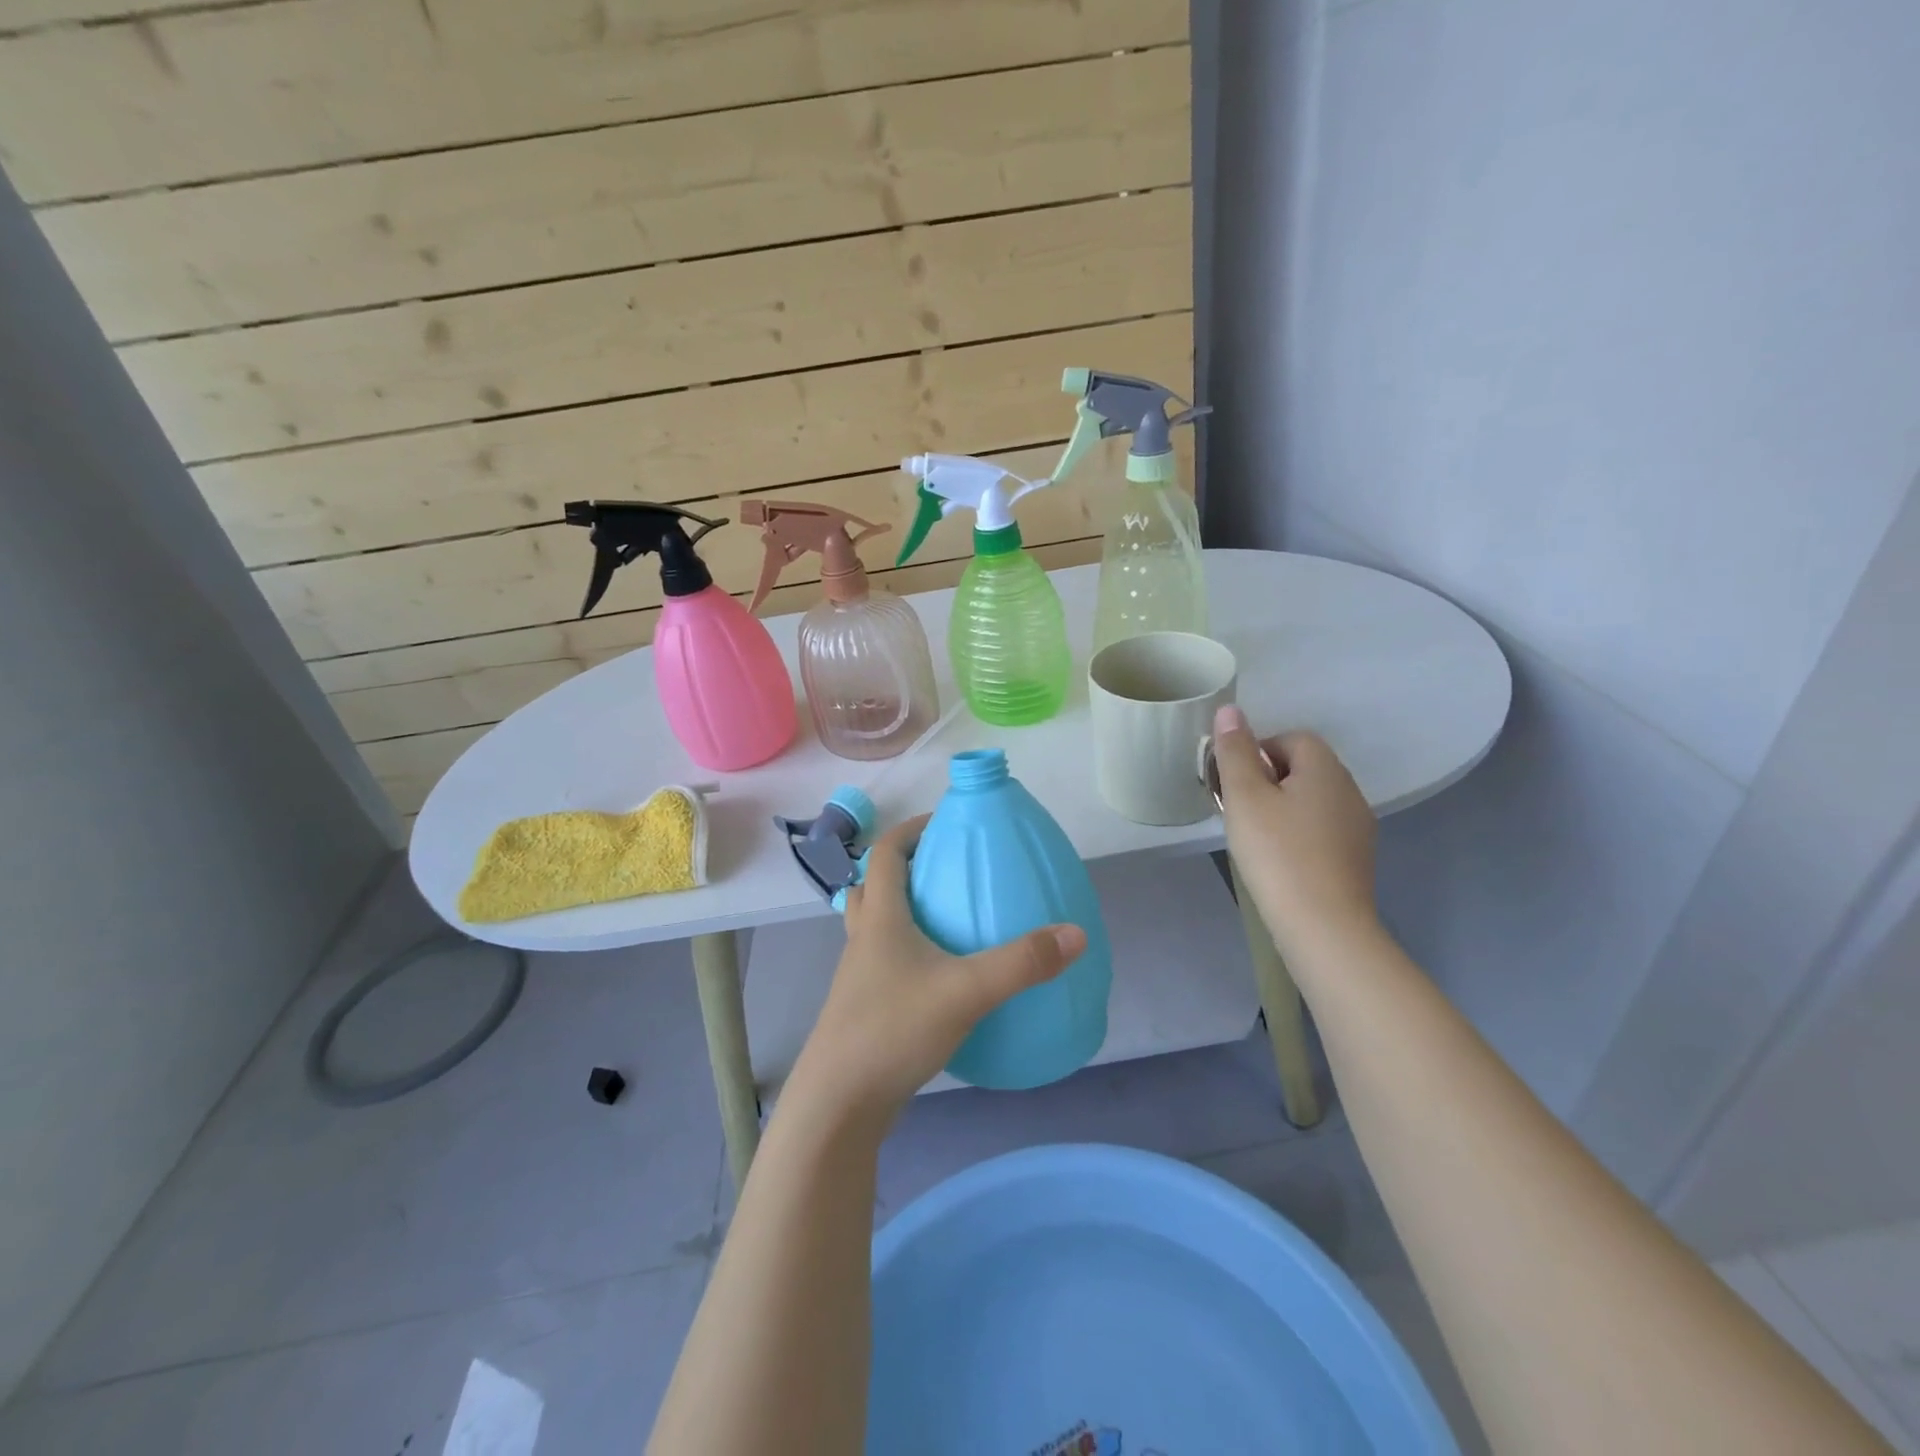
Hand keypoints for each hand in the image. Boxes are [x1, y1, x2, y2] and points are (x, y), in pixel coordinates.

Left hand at [784, 814, 1087, 1125]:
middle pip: (875, 885)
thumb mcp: (966, 991)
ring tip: (948, 919)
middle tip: (948, 871)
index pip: (887, 853)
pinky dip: (908, 952)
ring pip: (876, 925)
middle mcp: (864, 939)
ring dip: (904, 911)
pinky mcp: (864, 1008)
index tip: (946, 824)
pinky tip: (941, 977)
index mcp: (881, 918)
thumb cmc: (893, 1030)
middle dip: (908, 869)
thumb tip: (1075, 934)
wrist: (839, 1104)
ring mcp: (860, 976)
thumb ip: (1022, 963)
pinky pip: (884, 961)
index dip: (912, 829)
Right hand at [1212, 705, 1379, 952]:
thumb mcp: (1244, 797)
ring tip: (1255, 836)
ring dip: (1282, 807)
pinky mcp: (1355, 856)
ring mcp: (1357, 825)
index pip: (1290, 738)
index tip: (1235, 784)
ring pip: (1312, 798)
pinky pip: (1321, 827)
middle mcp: (1349, 789)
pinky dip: (1298, 833)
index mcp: (1324, 768)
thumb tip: (1230, 710)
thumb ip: (1235, 751)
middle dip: (1267, 779)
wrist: (1323, 925)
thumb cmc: (1278, 853)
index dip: (1257, 752)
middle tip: (1239, 810)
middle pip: (1303, 767)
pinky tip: (1280, 860)